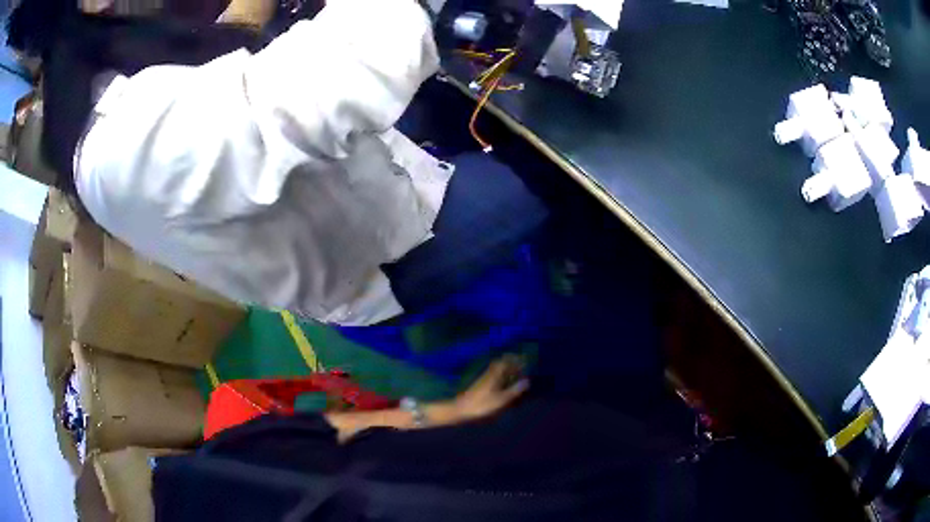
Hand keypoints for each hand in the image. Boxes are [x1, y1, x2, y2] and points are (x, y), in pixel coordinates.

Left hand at [446, 356, 528, 421]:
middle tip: (519, 365)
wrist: (461, 410)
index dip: (514, 359)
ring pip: (496, 370)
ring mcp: (483, 380)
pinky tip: (502, 384)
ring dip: (505, 370)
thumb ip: (514, 390)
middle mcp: (489, 374)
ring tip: (514, 374)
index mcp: (494, 375)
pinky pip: (492, 377)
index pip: (505, 362)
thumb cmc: (482, 405)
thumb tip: (527, 381)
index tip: (523, 359)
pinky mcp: (479, 387)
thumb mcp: (501, 400)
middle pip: (500, 365)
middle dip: (510, 363)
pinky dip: (499, 377)